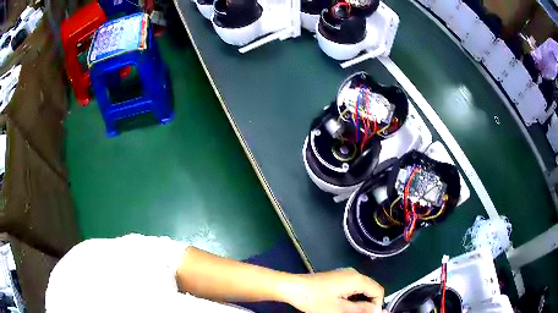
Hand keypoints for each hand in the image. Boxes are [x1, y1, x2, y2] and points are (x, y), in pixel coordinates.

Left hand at [286, 268, 385, 312]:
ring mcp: (344, 274)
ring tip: (346, 311)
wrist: (292, 287)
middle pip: (370, 288)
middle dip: (367, 303)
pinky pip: (352, 287)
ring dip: (358, 301)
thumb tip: (380, 311)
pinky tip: (341, 305)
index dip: (376, 305)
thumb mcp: (339, 309)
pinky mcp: (337, 277)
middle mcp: (353, 273)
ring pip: (361, 288)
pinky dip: (351, 297)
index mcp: (356, 278)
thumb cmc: (315, 299)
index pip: (378, 290)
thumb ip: (361, 310)